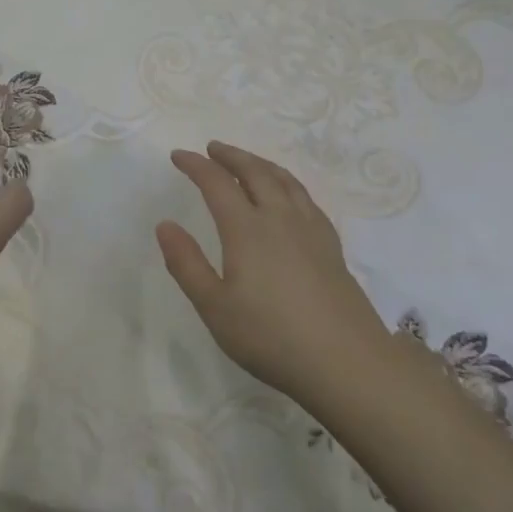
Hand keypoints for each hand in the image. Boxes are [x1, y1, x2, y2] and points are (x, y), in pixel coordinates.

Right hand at [156, 141, 388, 407]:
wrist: (347, 363)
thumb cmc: (271, 337)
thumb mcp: (215, 307)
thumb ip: (186, 264)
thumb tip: (164, 225)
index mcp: (246, 229)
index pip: (216, 183)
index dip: (195, 165)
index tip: (178, 156)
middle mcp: (279, 218)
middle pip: (255, 172)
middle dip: (231, 156)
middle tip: (212, 148)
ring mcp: (311, 230)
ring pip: (284, 181)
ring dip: (261, 164)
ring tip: (247, 162)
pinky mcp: (331, 246)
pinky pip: (306, 198)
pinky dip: (288, 183)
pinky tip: (288, 196)